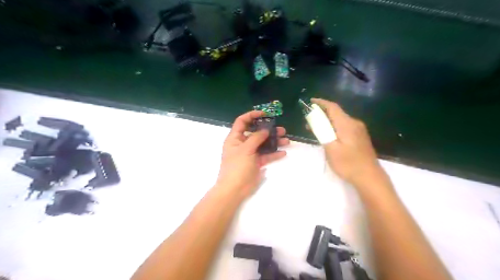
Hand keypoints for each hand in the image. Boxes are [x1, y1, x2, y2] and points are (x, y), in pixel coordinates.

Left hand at [214, 111, 288, 199]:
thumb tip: (265, 129)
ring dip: (274, 141)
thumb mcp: (245, 149)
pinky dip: (274, 154)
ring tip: (286, 140)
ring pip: (263, 144)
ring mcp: (250, 153)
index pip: (242, 121)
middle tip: (281, 129)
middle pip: (256, 132)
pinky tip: (283, 152)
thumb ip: (256, 138)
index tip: (265, 114)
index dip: (252, 115)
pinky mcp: (256, 162)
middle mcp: (242, 143)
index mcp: (235, 138)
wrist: (234, 189)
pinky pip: (266, 155)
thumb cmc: (237, 166)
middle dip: (268, 130)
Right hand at [311, 99, 382, 187]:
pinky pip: (344, 127)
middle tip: (308, 120)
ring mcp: (359, 130)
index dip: (321, 103)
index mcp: (347, 124)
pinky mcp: (360, 137)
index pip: (333, 107)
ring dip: (327, 122)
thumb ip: (323, 133)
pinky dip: (334, 127)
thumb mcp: (331, 149)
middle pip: (336, 113)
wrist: (370, 177)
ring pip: (340, 121)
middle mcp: (354, 123)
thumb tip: (318, 122)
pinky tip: (328, 136)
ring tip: (315, 129)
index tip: (310, 102)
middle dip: (321, 114)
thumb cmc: (348, 164)